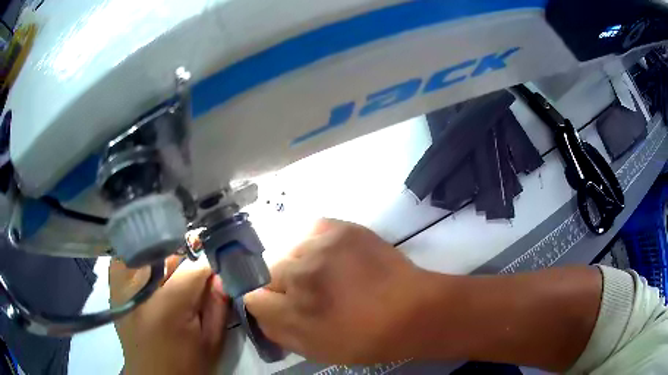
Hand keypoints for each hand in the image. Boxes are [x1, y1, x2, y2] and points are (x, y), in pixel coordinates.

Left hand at [110, 256, 227, 374]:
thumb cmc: (185, 364)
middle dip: (184, 261)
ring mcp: (121, 283)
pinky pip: (127, 256)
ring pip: (145, 247)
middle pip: (168, 252)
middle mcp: (140, 288)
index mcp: (168, 305)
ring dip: (162, 257)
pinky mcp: (113, 285)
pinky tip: (150, 275)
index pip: (194, 266)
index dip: (208, 269)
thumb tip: (219, 274)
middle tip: (190, 281)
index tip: (213, 276)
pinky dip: (141, 257)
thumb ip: (218, 305)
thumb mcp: (211, 342)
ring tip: (169, 279)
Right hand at [244, 219, 431, 363]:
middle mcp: (299, 275)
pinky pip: (311, 230)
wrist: (412, 310)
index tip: (280, 305)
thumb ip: (277, 331)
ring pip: (288, 250)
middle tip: (309, 292)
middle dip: (282, 284)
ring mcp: (320, 247)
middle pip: (267, 271)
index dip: (264, 303)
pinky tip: (333, 255)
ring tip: (326, 273)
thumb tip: (258, 310)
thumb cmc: (365, 339)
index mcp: (292, 311)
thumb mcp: (315, 350)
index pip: (252, 297)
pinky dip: (316, 243)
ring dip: (300, 263)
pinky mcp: (341, 228)